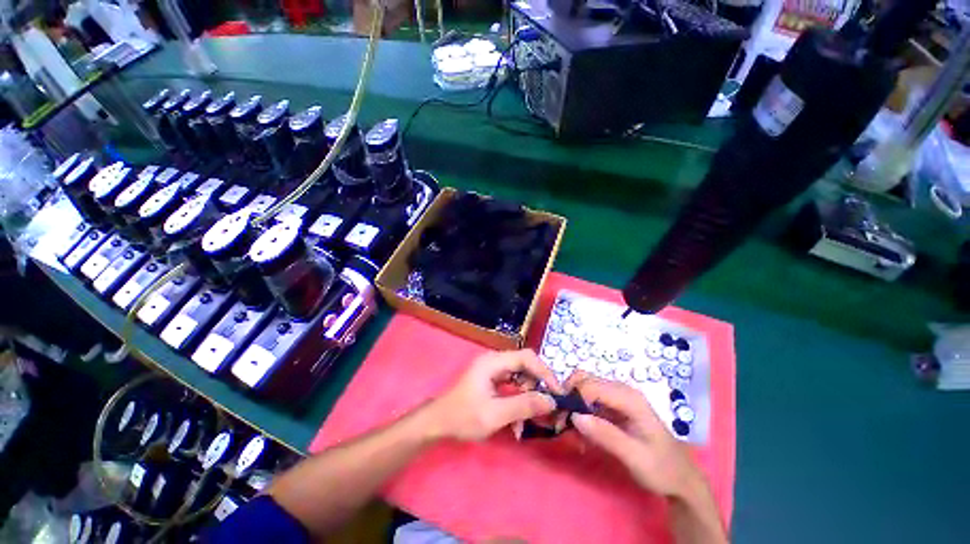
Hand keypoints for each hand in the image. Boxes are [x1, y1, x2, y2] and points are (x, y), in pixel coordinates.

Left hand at [427, 349, 563, 440]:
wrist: (438, 423)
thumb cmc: (463, 417)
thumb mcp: (495, 414)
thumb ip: (523, 405)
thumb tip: (551, 401)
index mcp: (493, 362)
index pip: (526, 357)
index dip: (544, 372)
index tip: (557, 392)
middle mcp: (494, 361)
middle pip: (525, 365)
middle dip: (538, 385)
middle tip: (548, 406)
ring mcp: (492, 370)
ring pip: (520, 375)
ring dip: (529, 395)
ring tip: (531, 418)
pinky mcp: (492, 380)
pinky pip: (512, 384)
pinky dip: (519, 399)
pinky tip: (518, 420)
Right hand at [565, 371, 704, 500]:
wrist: (681, 478)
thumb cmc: (662, 468)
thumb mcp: (635, 457)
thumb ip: (606, 435)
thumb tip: (575, 417)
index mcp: (629, 398)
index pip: (590, 385)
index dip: (572, 398)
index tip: (562, 422)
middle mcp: (621, 390)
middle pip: (584, 380)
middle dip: (568, 399)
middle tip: (562, 424)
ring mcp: (616, 397)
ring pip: (583, 389)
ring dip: (572, 408)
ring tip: (571, 434)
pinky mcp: (613, 407)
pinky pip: (588, 402)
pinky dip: (579, 415)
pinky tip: (582, 437)